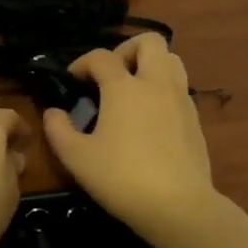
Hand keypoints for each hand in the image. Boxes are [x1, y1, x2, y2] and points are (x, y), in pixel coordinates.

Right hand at [42, 34, 218, 241]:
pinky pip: (180, 87)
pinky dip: (164, 89)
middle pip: (149, 42)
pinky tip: (151, 116)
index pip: (101, 56)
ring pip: (172, 60)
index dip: (82, 63)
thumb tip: (52, 112)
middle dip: (126, 50)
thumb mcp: (77, 158)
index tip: (72, 80)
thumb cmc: (121, 178)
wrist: (178, 206)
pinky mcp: (195, 119)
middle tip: (111, 74)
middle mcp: (155, 84)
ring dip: (151, 65)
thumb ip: (58, 131)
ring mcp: (180, 99)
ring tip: (134, 89)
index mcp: (124, 87)